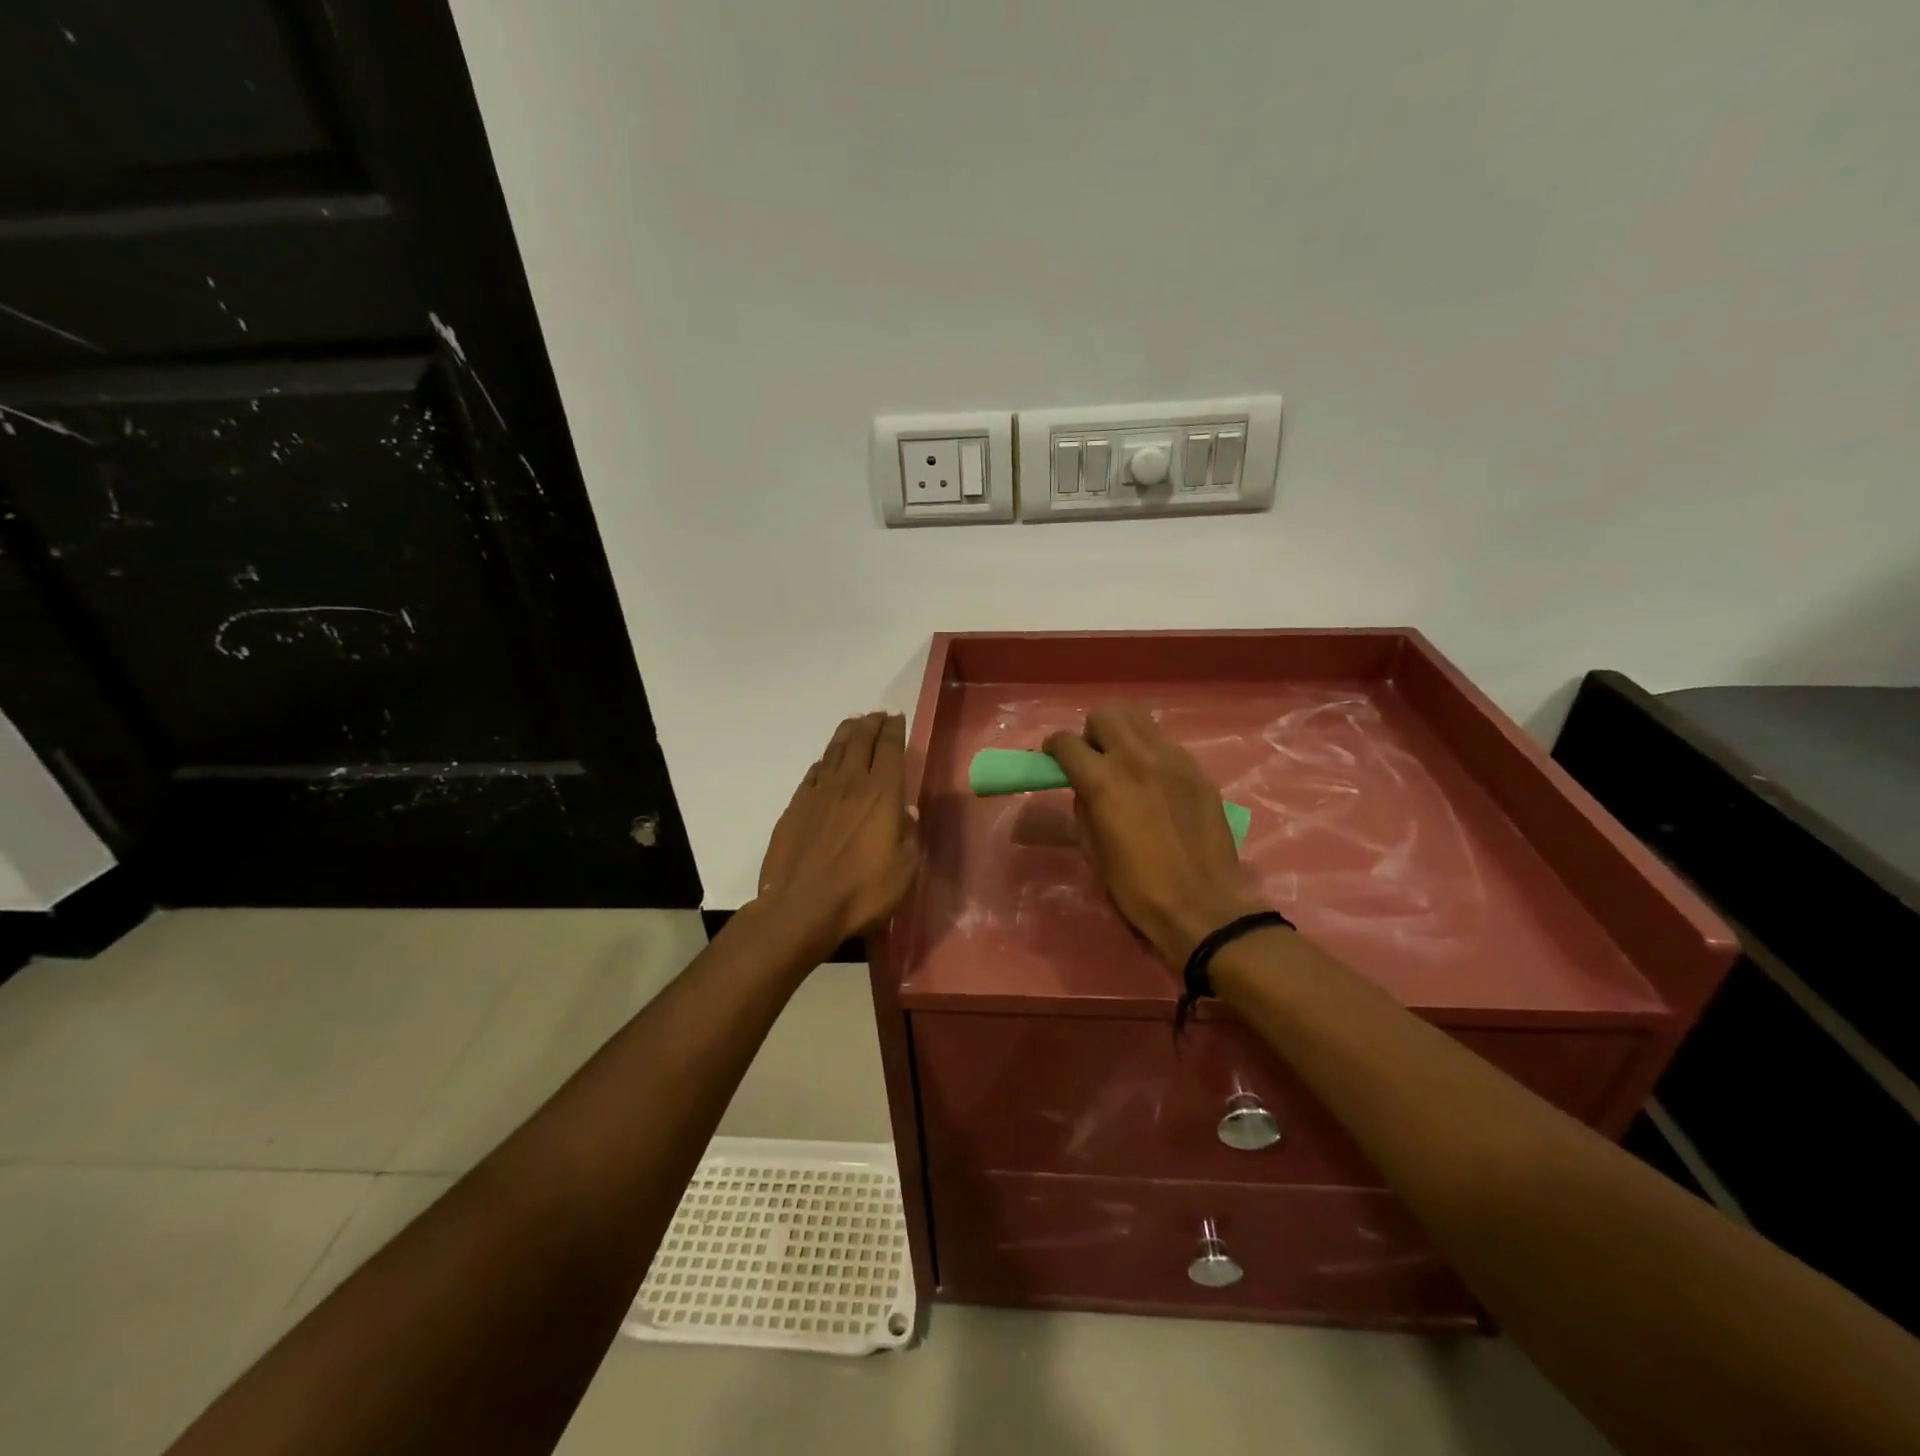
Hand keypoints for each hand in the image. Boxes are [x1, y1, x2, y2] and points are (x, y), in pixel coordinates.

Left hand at [756, 712, 919, 959]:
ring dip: (846, 733)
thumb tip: (908, 810)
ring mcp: (818, 793)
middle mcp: (850, 784)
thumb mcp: (904, 868)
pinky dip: (823, 761)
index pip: (889, 749)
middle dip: (871, 723)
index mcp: (881, 794)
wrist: (801, 908)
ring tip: (853, 723)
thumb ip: (909, 834)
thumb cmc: (862, 891)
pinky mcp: (795, 806)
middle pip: (860, 741)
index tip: (896, 717)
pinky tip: (825, 762)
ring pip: (834, 751)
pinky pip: (813, 773)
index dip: (894, 730)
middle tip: (877, 715)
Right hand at [1045, 706, 1265, 965]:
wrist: (1202, 906)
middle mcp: (1136, 758)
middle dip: (1091, 733)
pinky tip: (1155, 782)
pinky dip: (1152, 752)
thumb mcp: (1093, 850)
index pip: (1066, 742)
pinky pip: (1166, 743)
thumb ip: (1084, 807)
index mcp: (1103, 781)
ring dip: (1123, 733)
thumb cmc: (1137, 889)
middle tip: (1093, 760)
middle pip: (1105, 715)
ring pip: (1139, 718)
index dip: (1053, 748)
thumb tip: (1086, 788)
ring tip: (1124, 762)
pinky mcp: (1198, 770)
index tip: (1053, 760)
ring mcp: (1173, 759)